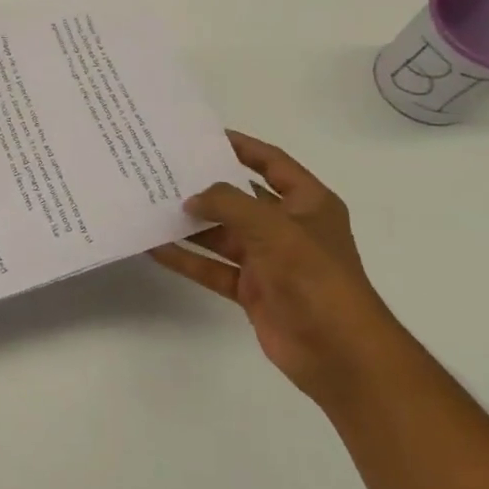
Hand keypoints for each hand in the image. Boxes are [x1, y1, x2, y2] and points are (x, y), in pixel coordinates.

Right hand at [150, 132, 404, 402]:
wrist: (337, 351)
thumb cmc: (313, 276)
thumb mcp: (272, 228)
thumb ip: (228, 205)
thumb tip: (191, 200)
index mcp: (308, 204)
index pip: (272, 164)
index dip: (242, 147)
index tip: (203, 137)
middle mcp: (288, 228)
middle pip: (241, 199)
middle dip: (206, 188)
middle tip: (165, 171)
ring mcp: (269, 261)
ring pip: (222, 235)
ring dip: (191, 224)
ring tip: (151, 206)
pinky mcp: (252, 290)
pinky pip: (213, 267)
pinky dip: (187, 259)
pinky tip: (156, 248)